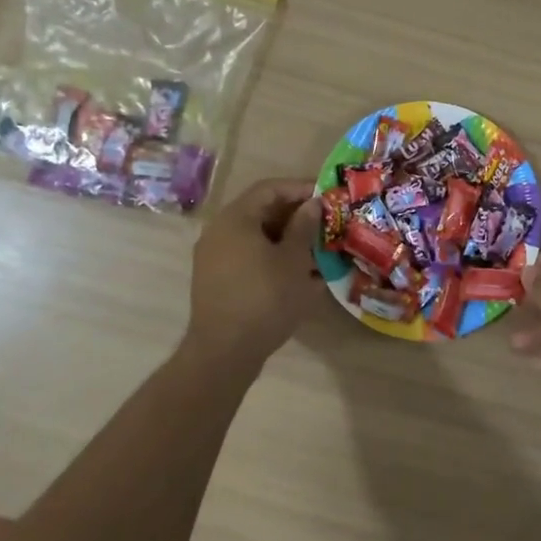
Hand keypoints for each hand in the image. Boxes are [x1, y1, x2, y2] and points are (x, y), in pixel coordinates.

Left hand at [185, 178, 321, 375]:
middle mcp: (219, 231)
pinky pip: (247, 256)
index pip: (270, 188)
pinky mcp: (216, 280)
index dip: (300, 188)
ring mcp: (213, 257)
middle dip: (295, 216)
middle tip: (324, 223)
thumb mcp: (293, 260)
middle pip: (261, 211)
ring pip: (255, 236)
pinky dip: (272, 257)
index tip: (326, 195)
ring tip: (315, 250)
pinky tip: (296, 274)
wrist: (224, 352)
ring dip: (285, 239)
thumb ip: (303, 226)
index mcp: (235, 219)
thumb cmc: (265, 298)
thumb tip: (312, 204)